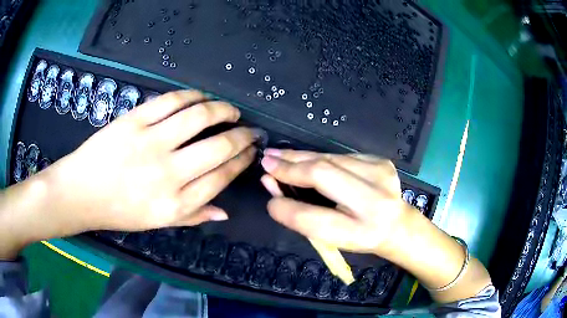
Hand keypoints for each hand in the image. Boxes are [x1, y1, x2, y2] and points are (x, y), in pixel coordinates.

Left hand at [42, 90, 256, 232]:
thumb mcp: (156, 223)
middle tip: (250, 130)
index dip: (241, 161)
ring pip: (198, 117)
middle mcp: (167, 174)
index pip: (221, 177)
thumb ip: (192, 217)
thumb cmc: (118, 211)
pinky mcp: (133, 121)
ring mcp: (149, 143)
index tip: (251, 152)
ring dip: (222, 110)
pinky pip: (171, 101)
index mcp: (175, 204)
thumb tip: (225, 211)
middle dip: (242, 136)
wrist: (80, 192)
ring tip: (231, 110)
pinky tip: (202, 97)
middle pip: (218, 147)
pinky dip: (192, 96)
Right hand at [260, 149, 493, 302]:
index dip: (286, 200)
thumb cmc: (362, 237)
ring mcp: (381, 173)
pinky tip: (305, 159)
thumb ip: (301, 215)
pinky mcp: (380, 160)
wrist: (399, 224)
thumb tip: (272, 185)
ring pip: (330, 158)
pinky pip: (340, 157)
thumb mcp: (332, 237)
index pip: (314, 216)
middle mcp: (376, 199)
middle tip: (267, 158)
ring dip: (301, 156)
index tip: (265, 180)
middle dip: (290, 164)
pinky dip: (319, 157)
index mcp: (363, 230)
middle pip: (324, 173)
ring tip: (279, 156)